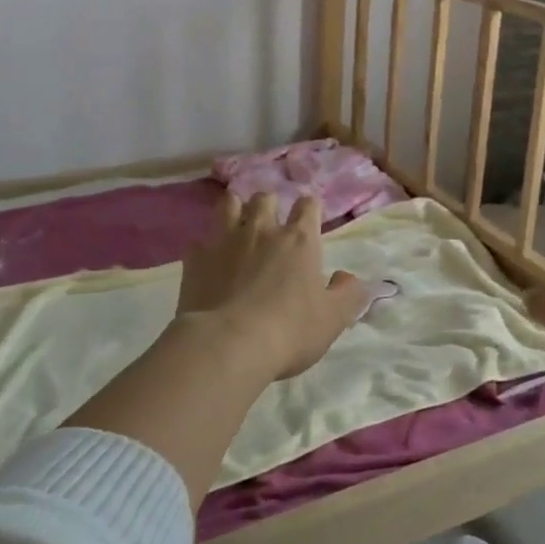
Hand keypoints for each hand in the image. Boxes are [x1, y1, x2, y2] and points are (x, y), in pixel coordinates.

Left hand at [176, 192, 367, 381]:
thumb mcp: (334, 318)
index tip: (309, 220)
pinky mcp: (196, 260)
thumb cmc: (290, 330)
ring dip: (235, 210)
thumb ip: (348, 293)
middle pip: (265, 198)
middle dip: (270, 205)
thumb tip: (348, 278)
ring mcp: (225, 241)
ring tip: (238, 226)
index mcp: (299, 240)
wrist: (228, 345)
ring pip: (229, 205)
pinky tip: (209, 262)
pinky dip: (206, 248)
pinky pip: (200, 242)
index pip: (308, 206)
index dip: (309, 209)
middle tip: (272, 225)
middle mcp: (262, 230)